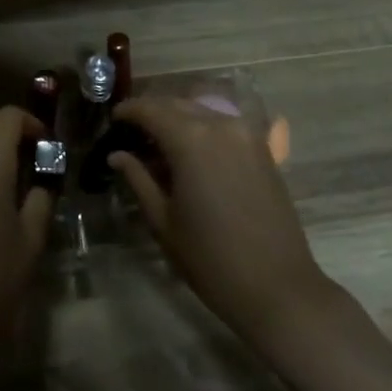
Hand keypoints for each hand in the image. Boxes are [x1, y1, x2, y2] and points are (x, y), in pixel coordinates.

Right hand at [110, 97, 333, 352]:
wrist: (278, 287)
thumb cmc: (211, 259)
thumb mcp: (164, 221)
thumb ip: (138, 179)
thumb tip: (117, 155)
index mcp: (190, 139)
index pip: (150, 109)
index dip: (129, 110)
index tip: (113, 119)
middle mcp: (219, 124)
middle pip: (177, 103)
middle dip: (152, 111)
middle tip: (132, 131)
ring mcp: (245, 133)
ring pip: (201, 109)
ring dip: (178, 117)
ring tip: (160, 141)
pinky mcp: (262, 147)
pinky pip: (224, 123)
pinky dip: (203, 127)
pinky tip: (192, 151)